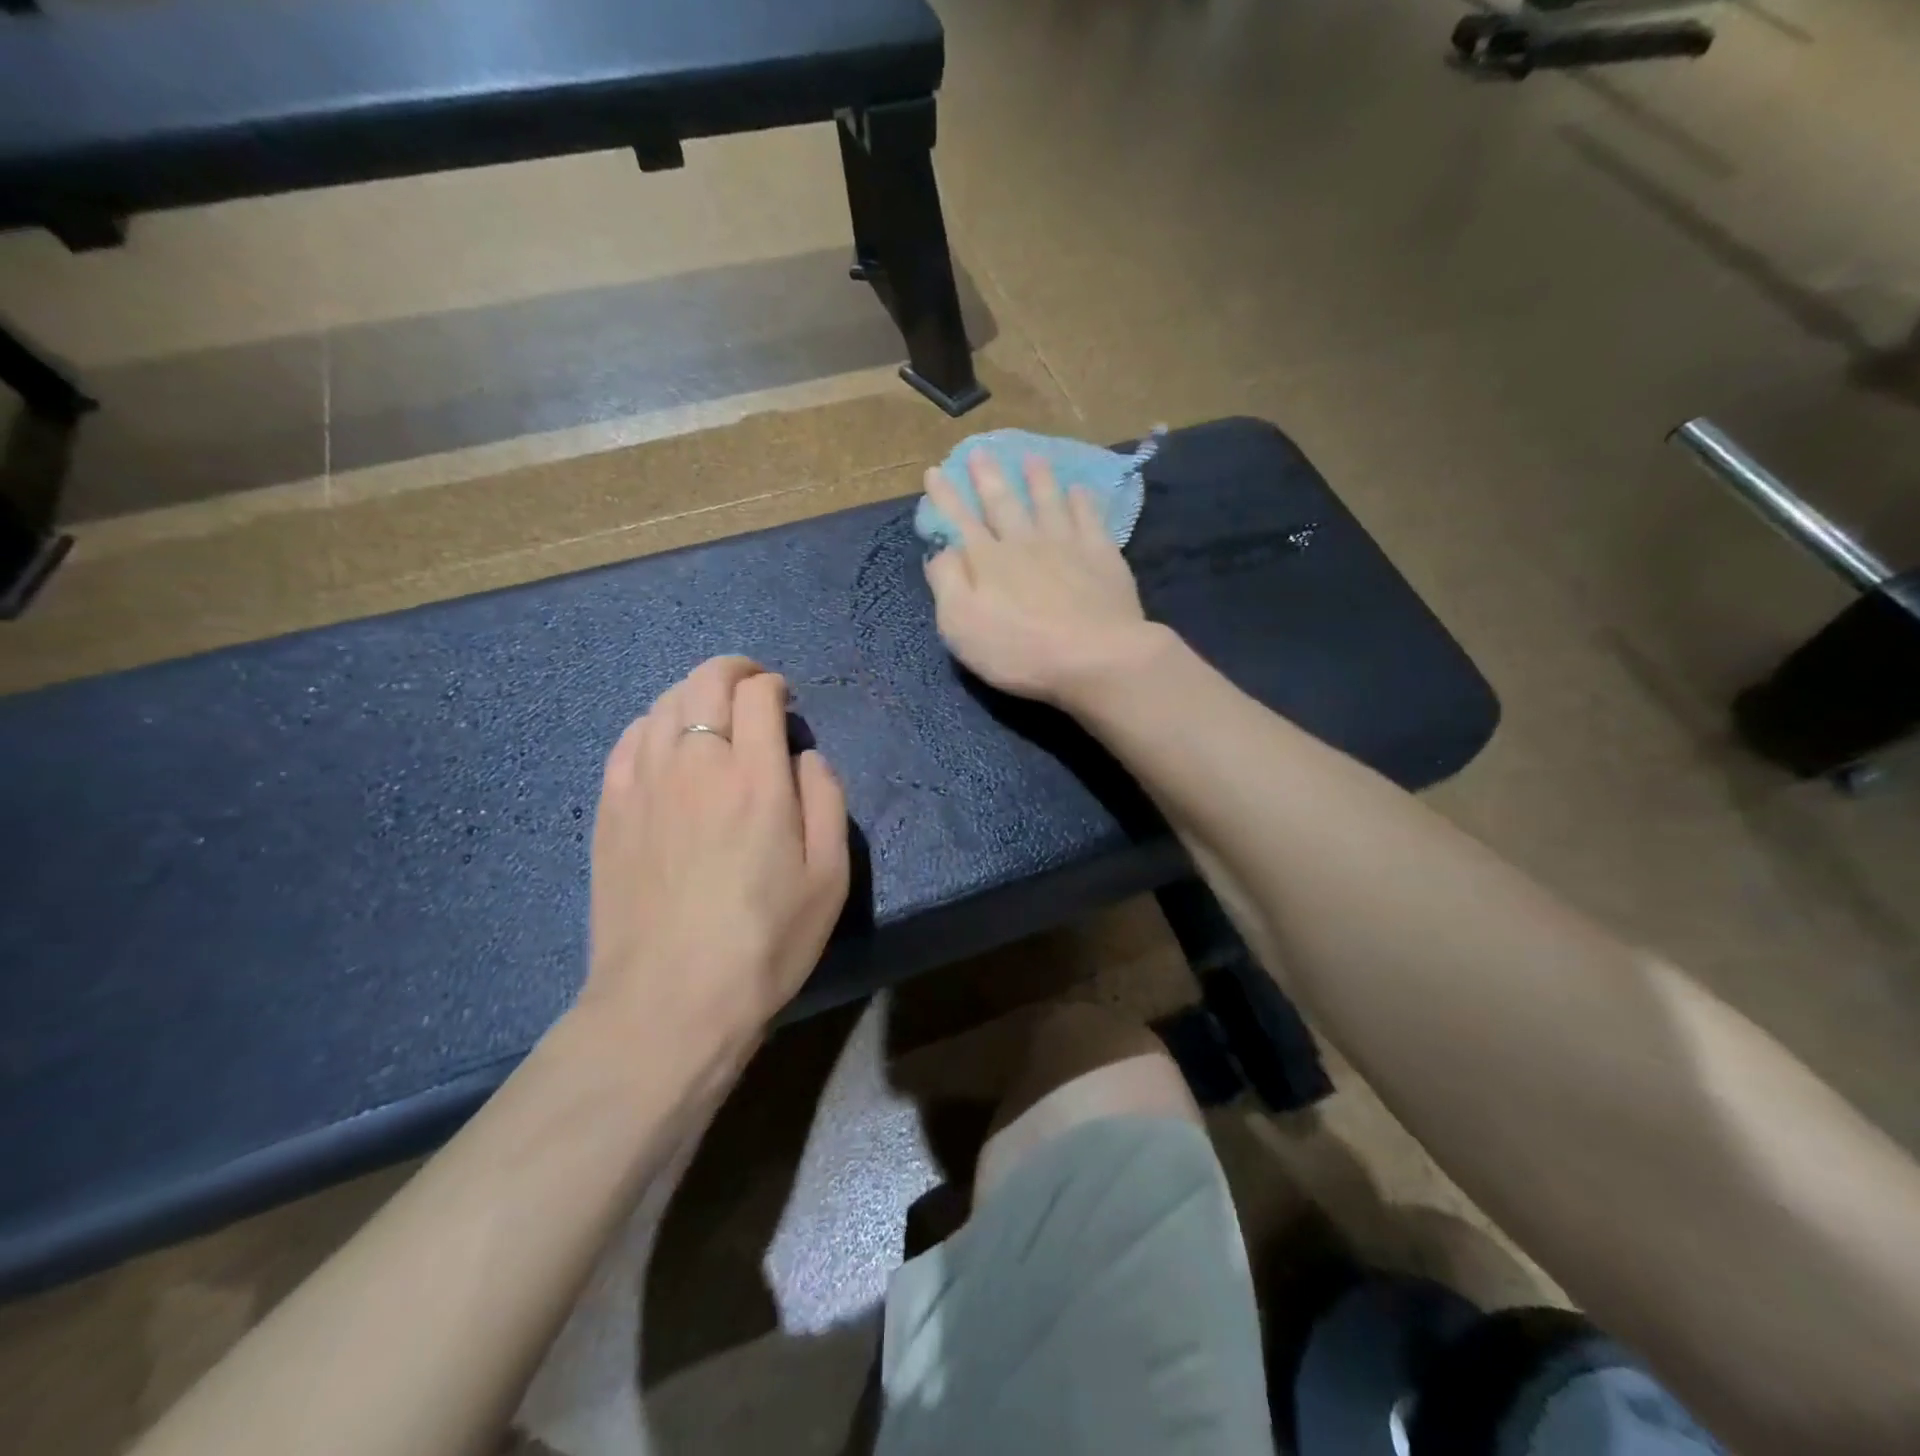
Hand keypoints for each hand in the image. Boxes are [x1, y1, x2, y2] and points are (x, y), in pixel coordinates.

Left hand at [581, 657, 849, 1065]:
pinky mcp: (610, 808)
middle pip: (705, 681)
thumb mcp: (830, 876)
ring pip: (664, 703)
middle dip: (734, 671)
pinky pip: (628, 739)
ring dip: (695, 694)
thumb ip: (826, 799)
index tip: (786, 702)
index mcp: (755, 776)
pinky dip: (654, 724)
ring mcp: (644, 782)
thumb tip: (804, 756)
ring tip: (713, 715)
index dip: (775, 685)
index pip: (758, 693)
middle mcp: (695, 762)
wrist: (670, 999)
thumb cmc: (765, 940)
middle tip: (753, 689)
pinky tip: (666, 743)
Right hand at [922, 450, 1163, 707]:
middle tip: (978, 451)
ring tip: (1030, 457)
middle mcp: (1024, 543)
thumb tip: (941, 552)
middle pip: (1003, 503)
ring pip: (1047, 502)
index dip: (946, 498)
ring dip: (1037, 479)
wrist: (1096, 657)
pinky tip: (1079, 490)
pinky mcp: (1102, 556)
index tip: (935, 472)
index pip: (960, 522)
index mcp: (988, 562)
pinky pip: (1089, 518)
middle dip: (987, 477)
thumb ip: (947, 584)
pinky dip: (1082, 501)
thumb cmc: (1020, 651)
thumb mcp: (961, 626)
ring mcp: (1066, 545)